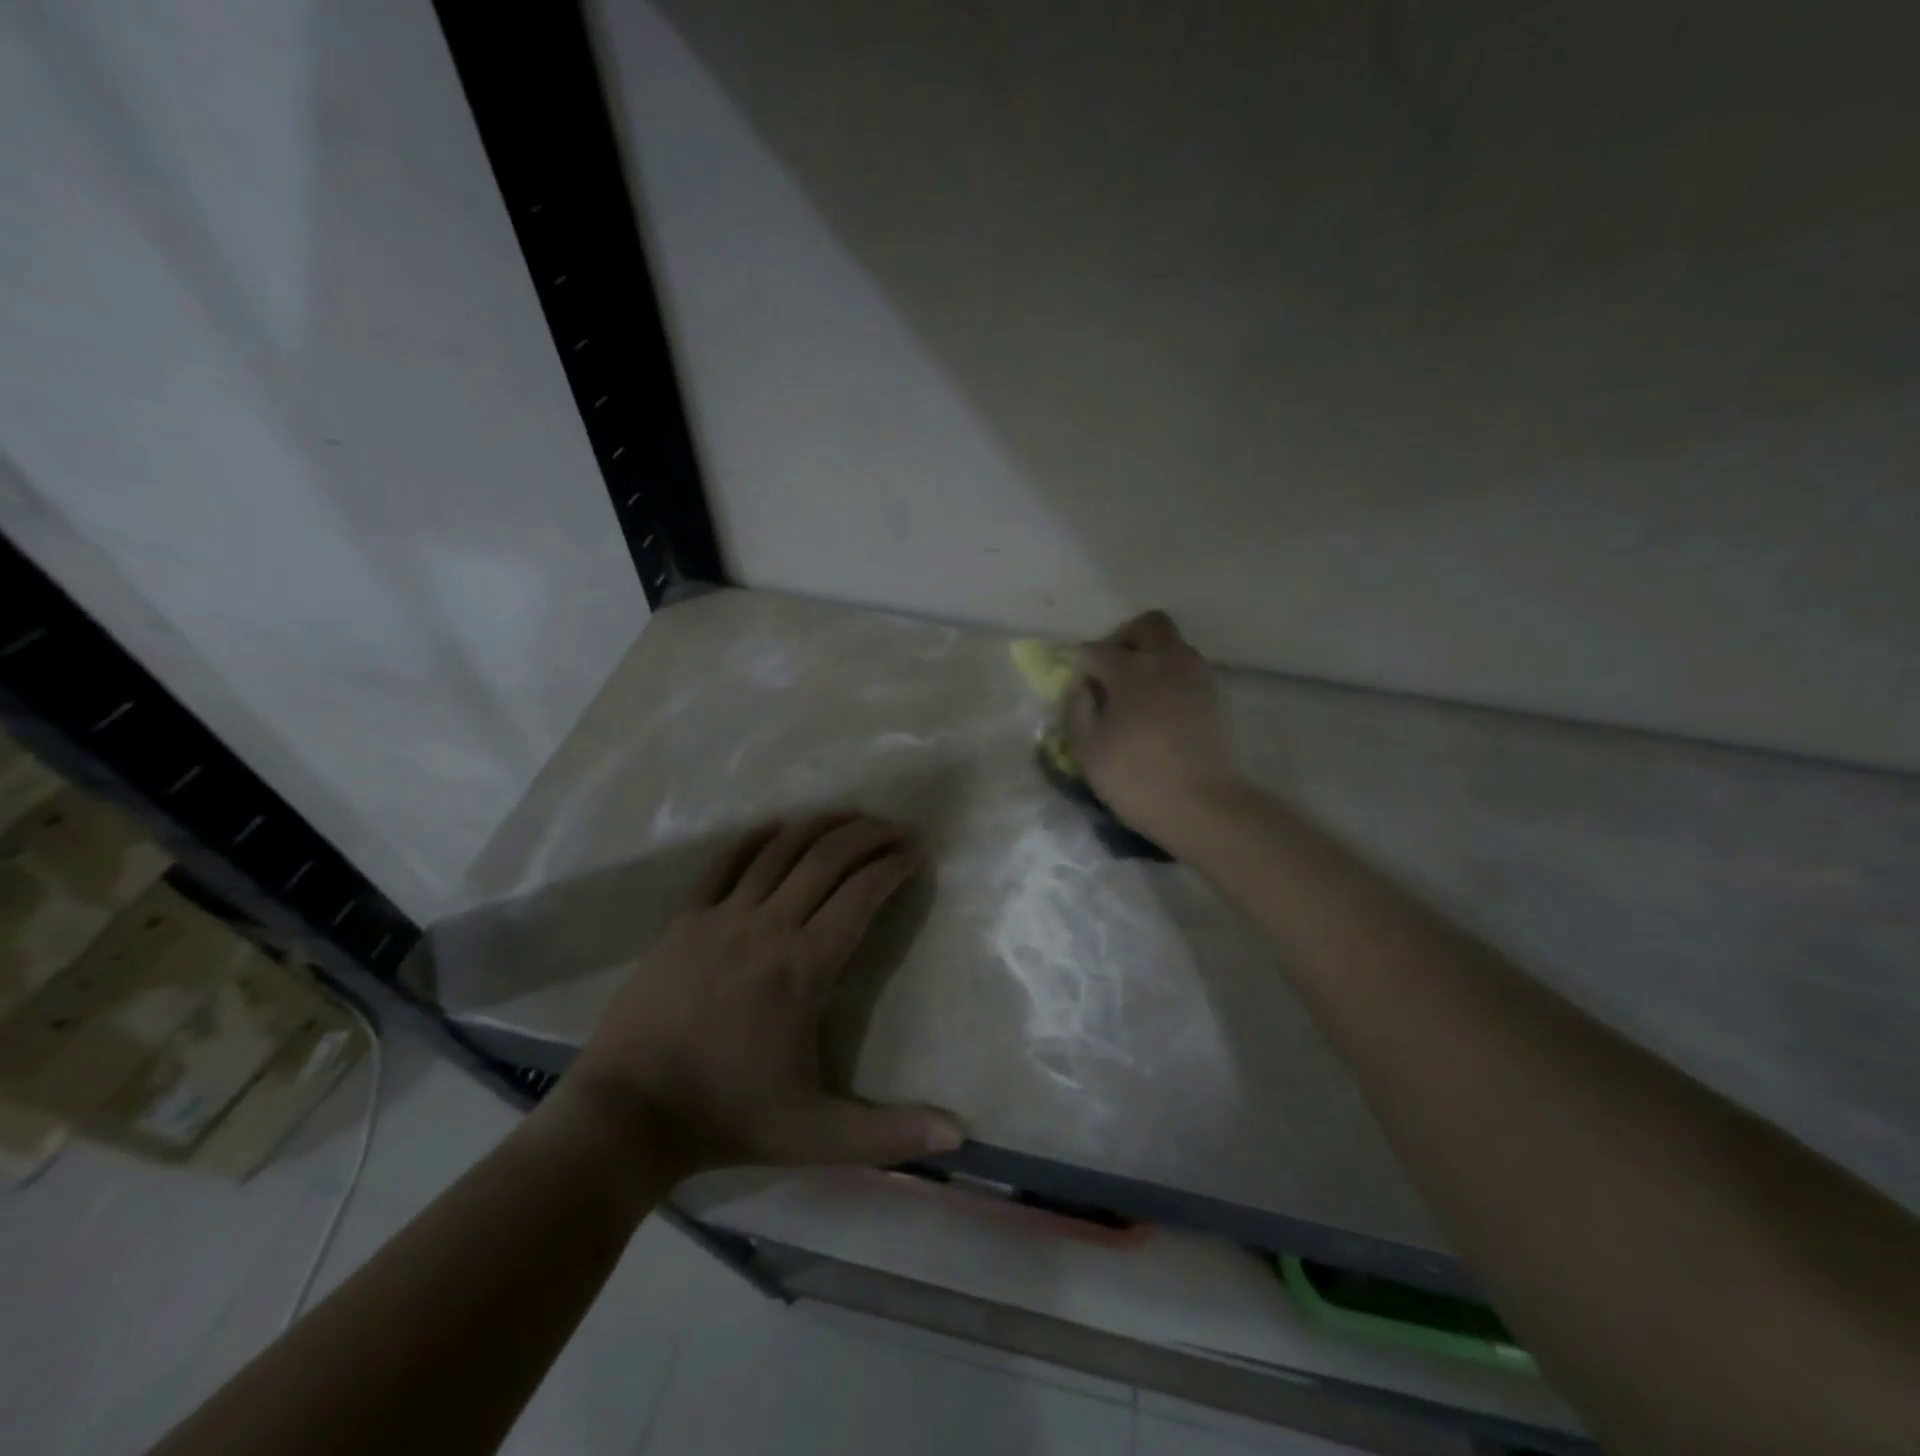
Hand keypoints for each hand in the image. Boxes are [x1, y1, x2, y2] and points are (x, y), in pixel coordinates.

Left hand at [560, 813, 964, 1176]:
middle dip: (867, 835)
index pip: (861, 896)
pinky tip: (775, 826)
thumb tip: (959, 1136)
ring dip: (820, 825)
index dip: (893, 866)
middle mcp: (767, 926)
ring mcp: (721, 917)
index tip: (915, 852)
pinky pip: (724, 863)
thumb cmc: (727, 1117)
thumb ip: (889, 1134)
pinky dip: (755, 838)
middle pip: (826, 859)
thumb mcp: (815, 1135)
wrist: (627, 1115)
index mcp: (804, 967)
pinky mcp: (684, 919)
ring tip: (848, 815)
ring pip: (780, 850)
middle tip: (895, 828)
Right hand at [1066, 611, 1236, 837]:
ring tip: (1134, 690)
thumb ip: (1076, 709)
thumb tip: (1081, 686)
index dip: (1076, 658)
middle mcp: (1167, 662)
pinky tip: (1157, 707)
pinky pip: (1188, 669)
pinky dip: (1169, 676)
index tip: (1066, 669)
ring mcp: (1196, 678)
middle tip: (1109, 667)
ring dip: (1151, 655)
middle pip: (1148, 626)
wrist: (1200, 805)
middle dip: (1124, 637)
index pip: (1096, 650)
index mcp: (1131, 671)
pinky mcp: (1214, 698)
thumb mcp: (1087, 748)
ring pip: (1173, 645)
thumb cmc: (1134, 777)